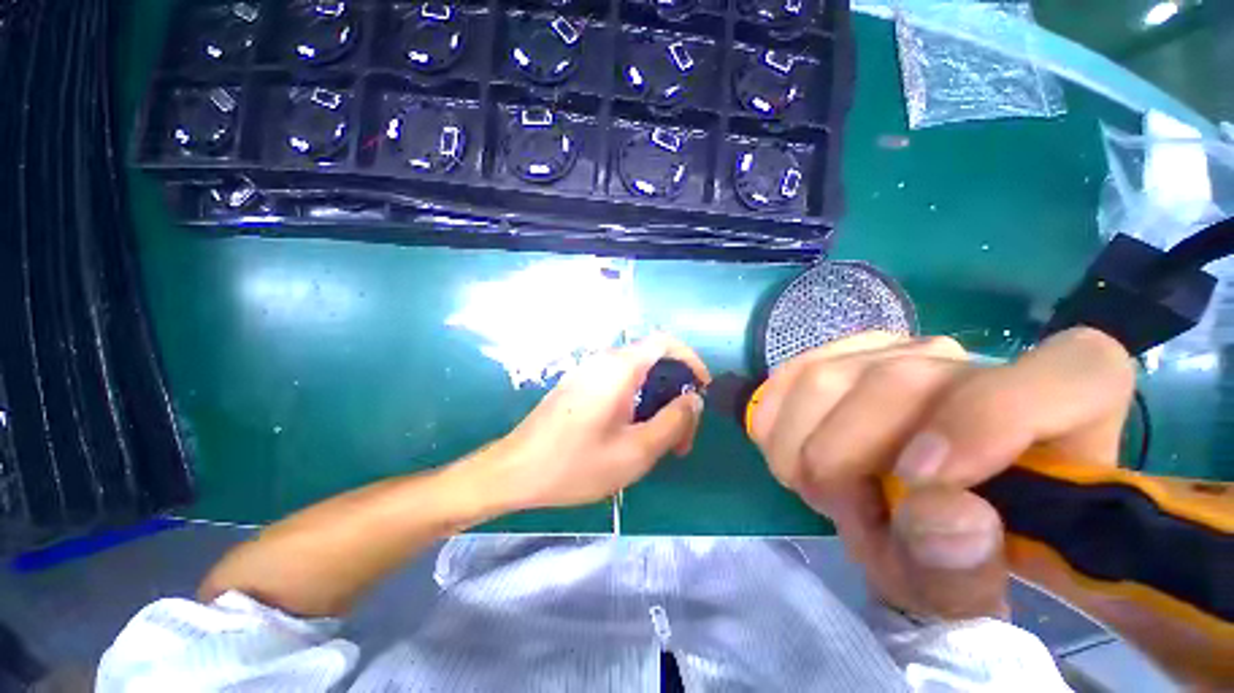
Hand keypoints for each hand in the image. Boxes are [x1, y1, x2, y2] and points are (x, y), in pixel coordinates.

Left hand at [476, 334, 708, 511]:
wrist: (515, 471)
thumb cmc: (576, 464)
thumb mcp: (636, 451)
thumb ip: (673, 422)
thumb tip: (693, 399)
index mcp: (619, 368)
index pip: (665, 342)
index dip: (690, 360)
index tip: (701, 389)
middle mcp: (603, 362)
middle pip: (653, 363)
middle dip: (675, 394)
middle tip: (681, 436)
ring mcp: (588, 373)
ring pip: (637, 377)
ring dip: (656, 404)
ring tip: (661, 443)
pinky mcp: (579, 387)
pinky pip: (618, 385)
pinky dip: (637, 404)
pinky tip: (634, 435)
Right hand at [749, 328, 1133, 618]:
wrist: (905, 501)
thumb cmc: (953, 548)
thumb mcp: (964, 587)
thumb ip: (963, 571)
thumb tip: (938, 511)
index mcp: (1063, 410)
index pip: (1073, 373)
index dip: (988, 422)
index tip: (919, 484)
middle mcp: (972, 362)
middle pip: (895, 384)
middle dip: (845, 462)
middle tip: (840, 512)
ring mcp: (896, 348)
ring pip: (825, 378)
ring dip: (803, 446)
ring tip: (817, 486)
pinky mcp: (839, 353)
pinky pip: (791, 374)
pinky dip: (777, 419)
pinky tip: (789, 449)